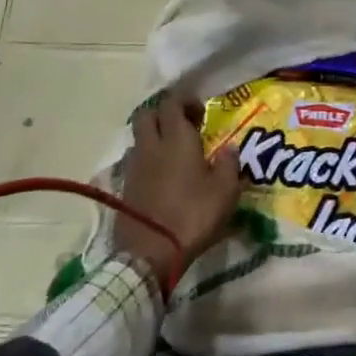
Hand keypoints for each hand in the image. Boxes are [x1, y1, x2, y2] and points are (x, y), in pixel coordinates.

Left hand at [116, 96, 240, 283]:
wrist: (148, 255)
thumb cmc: (192, 215)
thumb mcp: (225, 192)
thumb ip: (229, 165)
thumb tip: (230, 148)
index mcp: (176, 139)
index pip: (172, 102)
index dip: (185, 100)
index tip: (201, 111)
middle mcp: (151, 146)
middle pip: (147, 114)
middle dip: (164, 114)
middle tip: (184, 127)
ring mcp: (134, 167)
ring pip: (139, 139)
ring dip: (154, 138)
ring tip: (172, 154)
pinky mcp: (124, 189)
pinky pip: (135, 163)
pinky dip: (147, 162)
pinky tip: (161, 179)